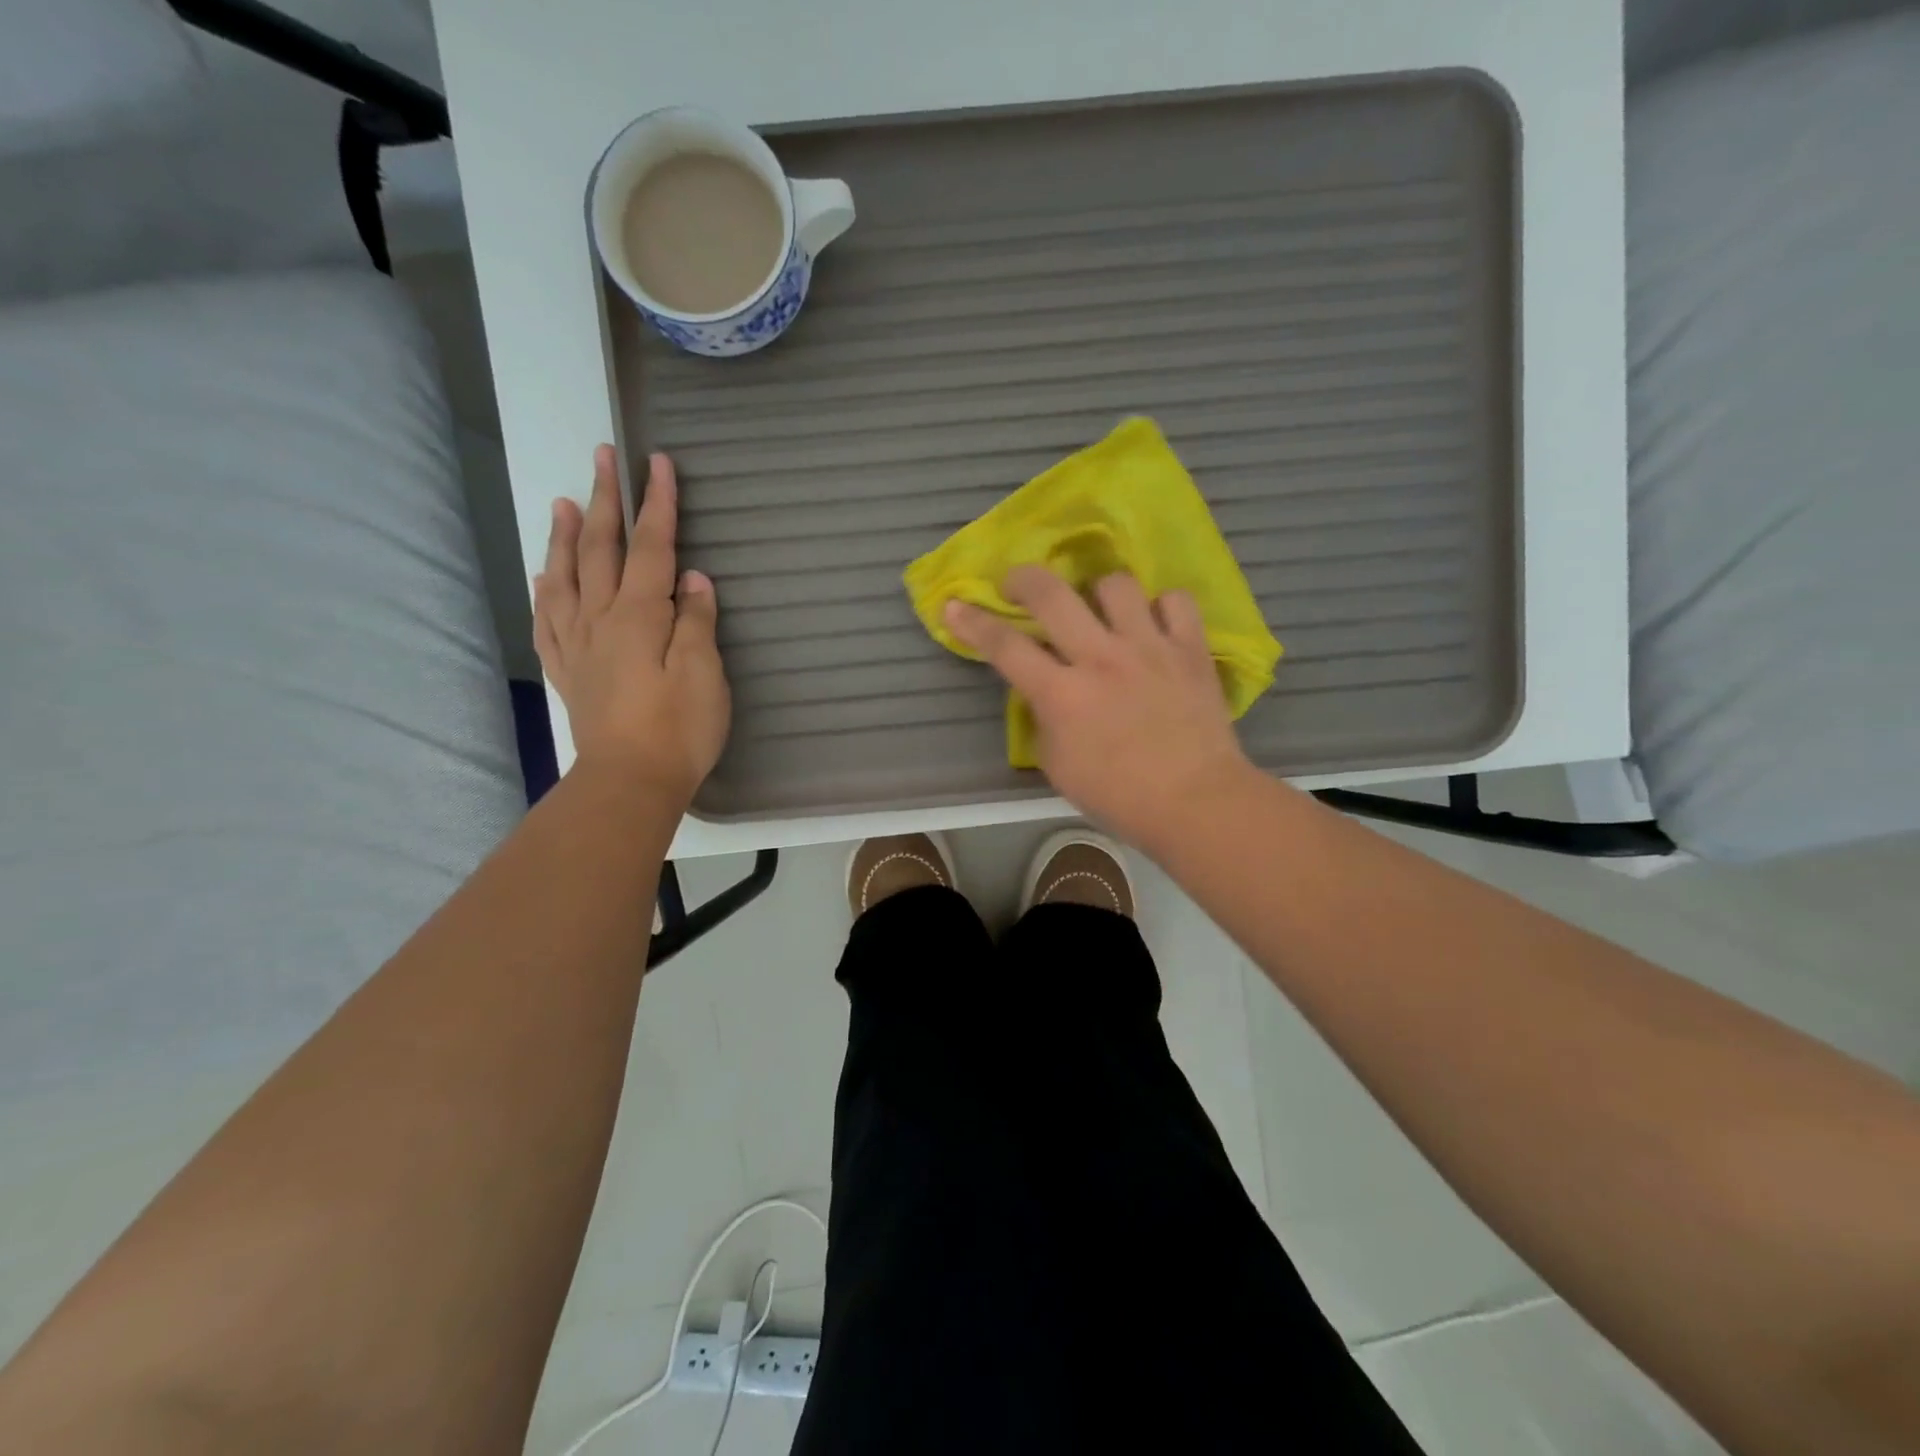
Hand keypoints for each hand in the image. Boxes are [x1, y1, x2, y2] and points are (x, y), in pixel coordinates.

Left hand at [534, 446, 729, 802]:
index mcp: (639, 616)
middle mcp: (601, 620)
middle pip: (602, 550)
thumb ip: (697, 621)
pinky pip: (549, 621)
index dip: (657, 504)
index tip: (657, 462)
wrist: (630, 781)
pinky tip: (543, 576)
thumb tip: (693, 579)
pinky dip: (545, 592)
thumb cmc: (679, 729)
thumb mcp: (705, 673)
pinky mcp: (570, 672)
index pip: (650, 547)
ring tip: (565, 502)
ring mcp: (579, 646)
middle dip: (606, 500)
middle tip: (602, 457)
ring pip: (566, 578)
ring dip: (567, 537)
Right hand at [946, 566, 1251, 849]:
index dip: (973, 622)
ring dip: (1098, 593)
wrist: (1196, 802)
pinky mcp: (1190, 649)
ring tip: (1101, 611)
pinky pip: (1175, 600)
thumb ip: (1044, 721)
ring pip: (1115, 584)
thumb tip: (1046, 694)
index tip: (954, 605)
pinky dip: (1161, 608)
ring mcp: (1149, 647)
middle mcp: (1101, 658)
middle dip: (1024, 579)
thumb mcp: (1058, 766)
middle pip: (1051, 594)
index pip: (1005, 646)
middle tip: (1018, 585)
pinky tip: (1155, 625)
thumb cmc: (1119, 796)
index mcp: (1062, 694)